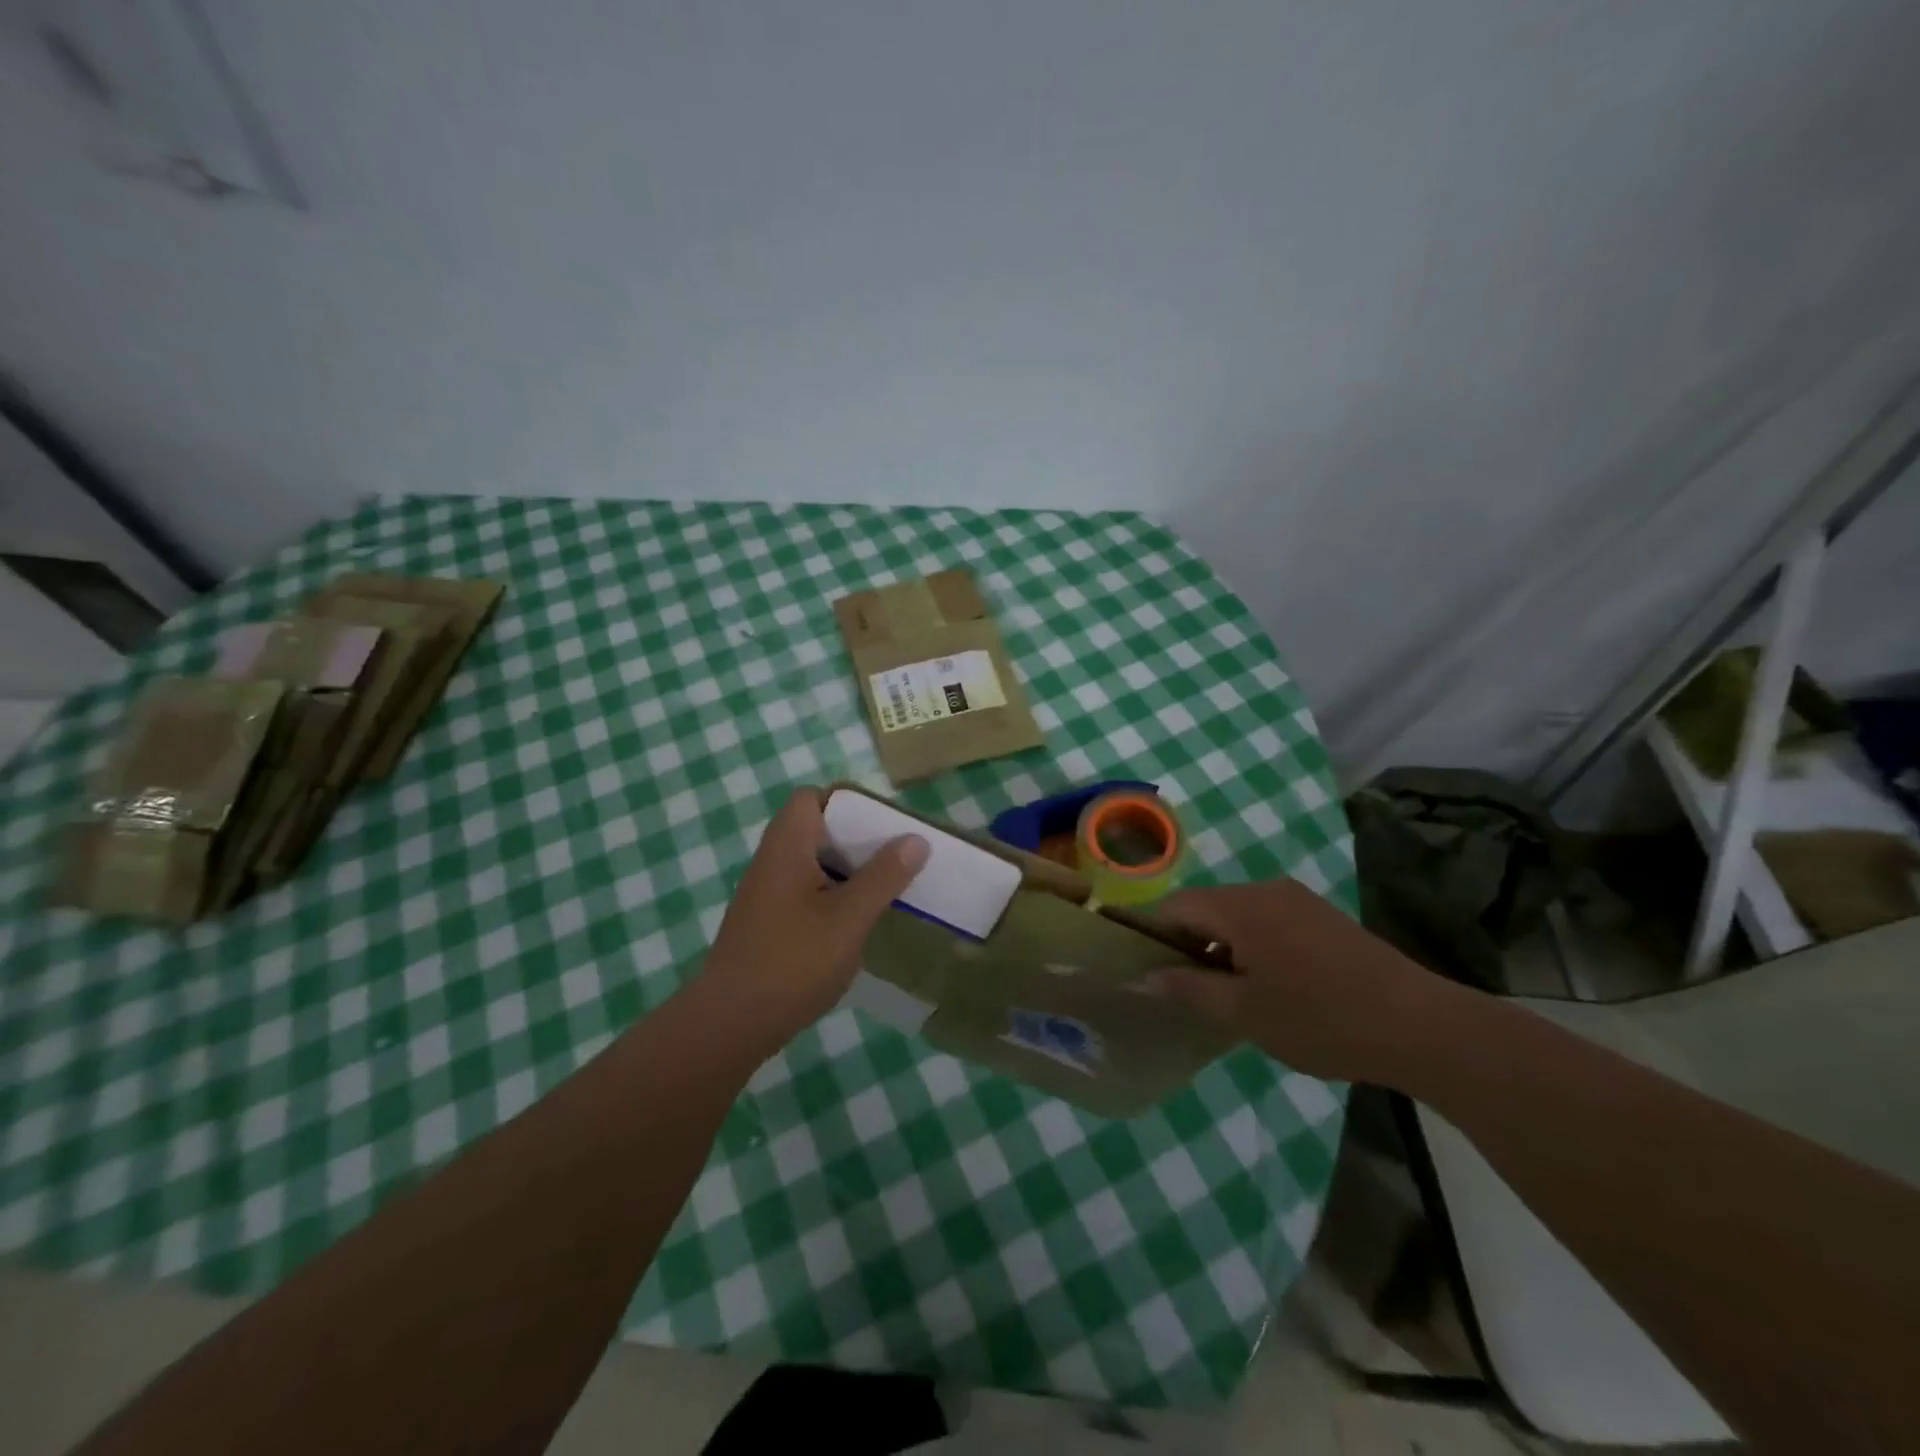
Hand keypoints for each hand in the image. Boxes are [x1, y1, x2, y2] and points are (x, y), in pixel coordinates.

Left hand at [696, 788, 929, 1049]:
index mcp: (787, 846)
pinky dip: (831, 896)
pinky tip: (855, 923)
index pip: (812, 797)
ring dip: (846, 871)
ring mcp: (766, 893)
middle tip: (893, 857)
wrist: (730, 1023)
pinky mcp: (766, 922)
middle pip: (816, 829)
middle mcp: (772, 860)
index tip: (883, 825)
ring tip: (884, 888)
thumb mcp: (849, 918)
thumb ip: (884, 876)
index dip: (848, 802)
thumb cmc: (793, 962)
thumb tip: (915, 838)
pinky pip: (804, 892)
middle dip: (856, 839)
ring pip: (812, 863)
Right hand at [1149, 880, 1463, 1082]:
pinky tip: (1266, 984)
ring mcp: (1299, 900)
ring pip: (1238, 914)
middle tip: (1184, 989)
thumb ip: (1188, 989)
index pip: (1176, 906)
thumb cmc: (1320, 1019)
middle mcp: (1267, 890)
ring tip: (1224, 992)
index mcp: (1241, 906)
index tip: (1144, 969)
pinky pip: (1268, 921)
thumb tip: (1143, 977)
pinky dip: (1251, 945)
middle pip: (1207, 906)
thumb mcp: (1244, 1013)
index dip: (1152, 934)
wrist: (1421, 1026)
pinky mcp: (1323, 917)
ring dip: (1221, 946)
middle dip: (1187, 943)